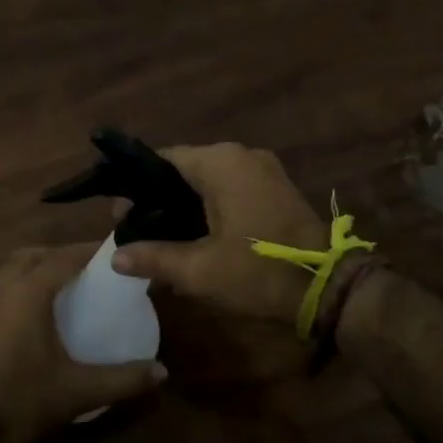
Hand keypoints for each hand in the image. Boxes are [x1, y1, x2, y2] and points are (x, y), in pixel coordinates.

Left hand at [0, 244, 166, 442]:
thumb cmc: (23, 402)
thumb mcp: (80, 392)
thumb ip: (123, 379)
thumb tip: (161, 372)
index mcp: (27, 294)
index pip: (62, 258)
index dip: (86, 251)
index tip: (108, 252)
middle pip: (30, 256)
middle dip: (57, 255)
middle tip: (82, 269)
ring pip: (6, 273)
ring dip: (31, 272)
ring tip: (55, 289)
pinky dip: (12, 293)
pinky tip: (23, 319)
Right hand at [111, 144, 324, 323]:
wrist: (328, 286)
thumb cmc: (258, 271)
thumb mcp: (199, 270)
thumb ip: (153, 258)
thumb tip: (115, 257)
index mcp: (220, 163)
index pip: (162, 160)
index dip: (137, 188)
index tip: (122, 218)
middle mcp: (241, 155)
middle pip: (185, 170)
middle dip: (160, 200)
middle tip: (140, 233)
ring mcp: (263, 169)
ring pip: (209, 180)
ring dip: (186, 205)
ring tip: (165, 240)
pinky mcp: (277, 187)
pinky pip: (231, 188)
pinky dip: (211, 207)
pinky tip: (198, 237)